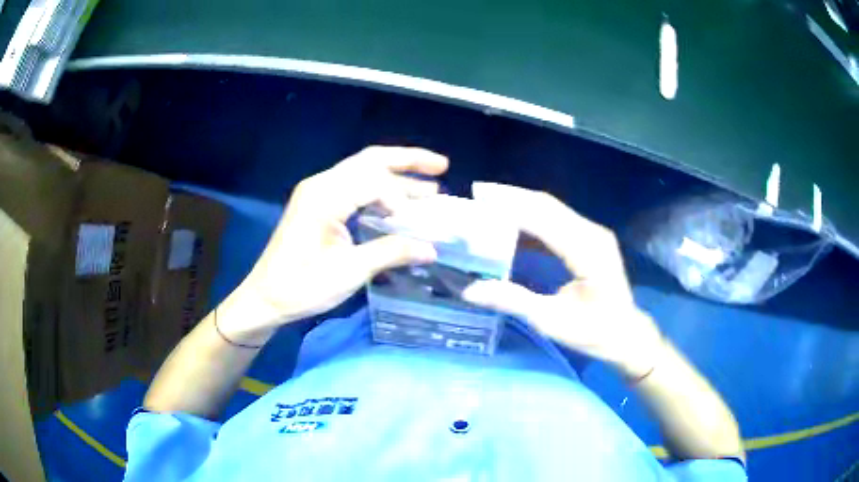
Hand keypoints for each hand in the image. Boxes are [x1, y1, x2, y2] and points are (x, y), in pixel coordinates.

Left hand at [221, 146, 447, 343]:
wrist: (266, 297)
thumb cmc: (302, 286)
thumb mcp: (350, 272)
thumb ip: (391, 253)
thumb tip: (431, 248)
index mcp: (325, 196)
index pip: (373, 181)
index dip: (401, 198)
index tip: (415, 226)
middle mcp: (321, 184)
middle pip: (370, 160)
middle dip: (408, 160)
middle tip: (442, 165)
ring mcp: (318, 192)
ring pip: (363, 172)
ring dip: (396, 176)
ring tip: (430, 186)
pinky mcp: (318, 205)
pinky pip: (354, 188)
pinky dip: (380, 191)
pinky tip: (399, 204)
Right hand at [462, 185, 661, 377]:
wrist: (625, 334)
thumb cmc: (593, 331)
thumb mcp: (551, 321)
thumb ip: (513, 301)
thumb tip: (470, 290)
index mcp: (587, 251)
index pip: (543, 218)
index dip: (510, 204)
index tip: (479, 195)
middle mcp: (592, 233)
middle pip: (547, 205)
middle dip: (512, 196)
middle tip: (478, 192)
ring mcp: (593, 233)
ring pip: (552, 209)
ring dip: (521, 204)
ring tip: (489, 204)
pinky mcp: (589, 239)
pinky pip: (557, 221)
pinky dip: (532, 219)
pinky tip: (512, 223)